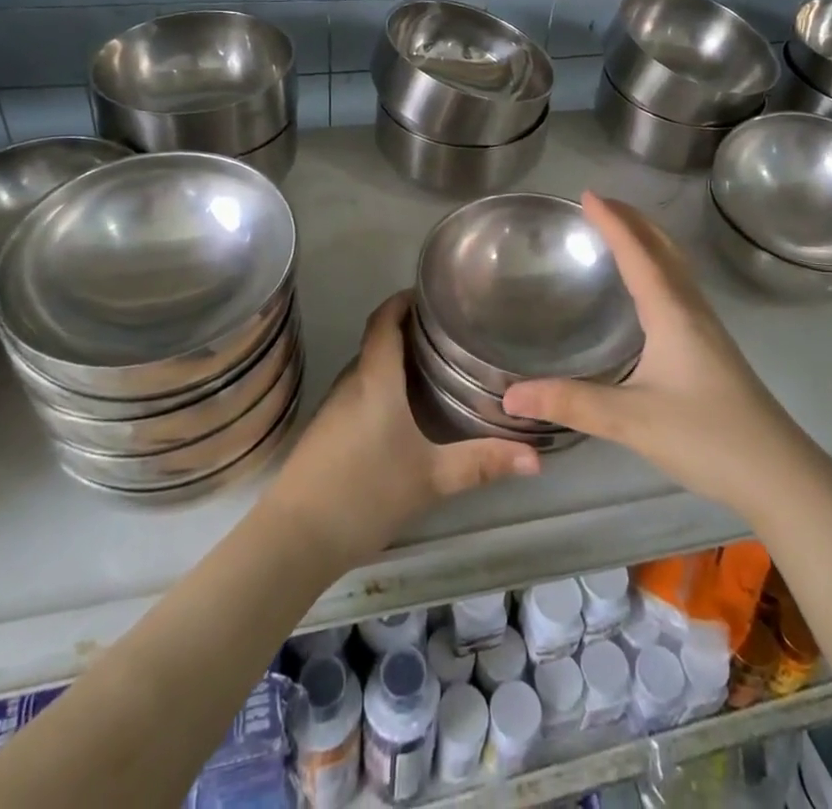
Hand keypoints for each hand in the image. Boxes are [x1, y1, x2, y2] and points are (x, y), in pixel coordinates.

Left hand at [263, 291, 540, 564]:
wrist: (295, 538)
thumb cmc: (365, 493)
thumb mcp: (431, 478)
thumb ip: (481, 464)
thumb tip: (537, 457)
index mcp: (375, 379)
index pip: (384, 320)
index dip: (404, 300)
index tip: (431, 293)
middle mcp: (351, 382)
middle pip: (377, 341)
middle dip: (408, 330)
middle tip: (449, 334)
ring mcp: (333, 407)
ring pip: (367, 369)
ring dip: (394, 360)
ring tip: (434, 367)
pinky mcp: (325, 431)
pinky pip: (358, 392)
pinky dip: (381, 386)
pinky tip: (402, 412)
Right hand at [502, 192, 794, 518]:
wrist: (779, 474)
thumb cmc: (707, 437)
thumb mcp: (631, 421)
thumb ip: (571, 403)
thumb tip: (510, 395)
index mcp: (672, 312)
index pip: (637, 252)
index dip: (611, 222)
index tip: (586, 195)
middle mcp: (691, 309)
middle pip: (663, 248)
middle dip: (632, 219)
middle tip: (600, 204)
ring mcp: (707, 328)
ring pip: (675, 265)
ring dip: (648, 240)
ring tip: (621, 233)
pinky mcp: (712, 347)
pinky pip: (680, 286)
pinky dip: (658, 266)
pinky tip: (648, 290)